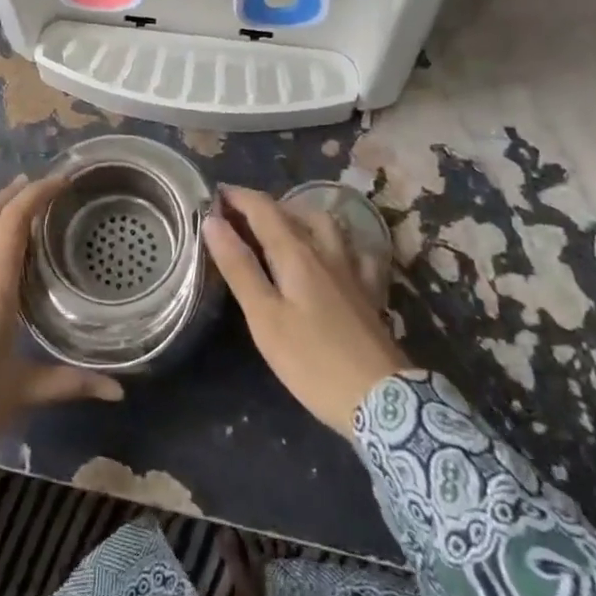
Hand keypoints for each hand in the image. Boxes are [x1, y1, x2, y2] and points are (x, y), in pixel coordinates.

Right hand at [203, 185, 405, 436]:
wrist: (383, 401)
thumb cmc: (313, 360)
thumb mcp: (265, 317)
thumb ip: (239, 267)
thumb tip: (213, 221)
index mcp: (295, 252)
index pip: (262, 208)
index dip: (237, 196)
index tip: (212, 194)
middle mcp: (324, 250)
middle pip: (290, 212)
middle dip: (260, 206)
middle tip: (235, 216)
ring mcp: (351, 269)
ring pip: (324, 224)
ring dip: (297, 216)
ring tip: (279, 226)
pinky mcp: (369, 291)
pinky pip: (355, 251)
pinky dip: (338, 242)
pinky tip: (336, 251)